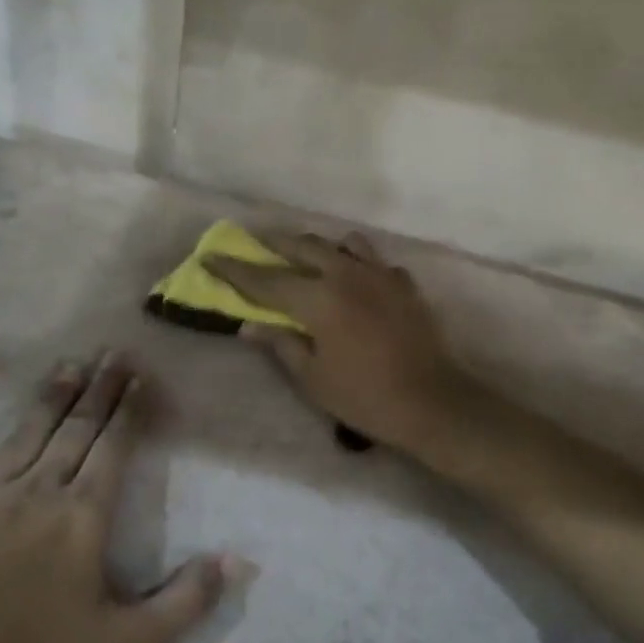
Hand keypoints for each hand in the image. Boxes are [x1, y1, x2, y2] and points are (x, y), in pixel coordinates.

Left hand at [0, 353, 231, 642]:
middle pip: (74, 430)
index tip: (140, 373)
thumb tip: (236, 559)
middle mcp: (35, 496)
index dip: (130, 408)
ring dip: (46, 401)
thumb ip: (186, 601)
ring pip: (22, 439)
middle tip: (111, 352)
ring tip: (65, 366)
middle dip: (97, 390)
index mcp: (81, 518)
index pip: (114, 447)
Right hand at [206, 231, 468, 458]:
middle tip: (254, 240)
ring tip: (308, 256)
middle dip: (274, 242)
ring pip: (343, 243)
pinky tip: (355, 281)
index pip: (266, 279)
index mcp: (319, 298)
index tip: (211, 257)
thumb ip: (280, 344)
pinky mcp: (404, 283)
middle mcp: (347, 274)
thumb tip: (248, 325)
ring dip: (319, 246)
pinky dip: (357, 263)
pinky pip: (373, 261)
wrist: (433, 402)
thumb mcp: (312, 378)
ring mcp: (380, 273)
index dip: (235, 270)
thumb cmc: (365, 397)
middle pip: (303, 246)